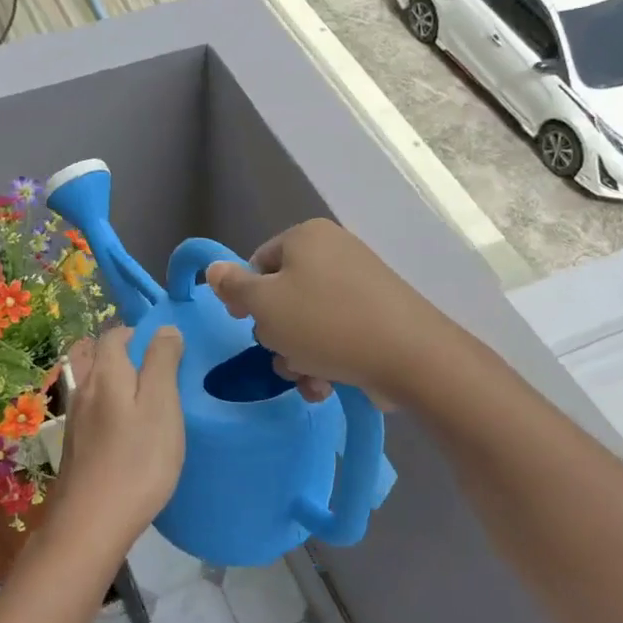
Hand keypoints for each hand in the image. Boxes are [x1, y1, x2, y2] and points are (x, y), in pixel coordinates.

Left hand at [48, 326, 185, 556]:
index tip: (168, 351)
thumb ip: (162, 362)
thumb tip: (164, 329)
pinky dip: (114, 413)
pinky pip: (96, 414)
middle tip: (164, 379)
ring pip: (99, 388)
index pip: (114, 334)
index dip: (139, 334)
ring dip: (122, 387)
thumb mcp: (161, 405)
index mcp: (105, 374)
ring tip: (152, 406)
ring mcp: (76, 421)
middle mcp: (84, 390)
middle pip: (102, 359)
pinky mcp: (77, 448)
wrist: (91, 524)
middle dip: (130, 359)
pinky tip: (132, 436)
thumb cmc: (137, 460)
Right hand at [204, 219, 438, 404]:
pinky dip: (326, 359)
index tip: (244, 324)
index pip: (258, 263)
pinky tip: (327, 385)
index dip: (245, 297)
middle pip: (283, 296)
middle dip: (277, 334)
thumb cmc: (325, 323)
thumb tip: (213, 268)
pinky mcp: (378, 316)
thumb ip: (233, 287)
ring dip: (298, 355)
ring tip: (309, 376)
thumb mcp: (265, 305)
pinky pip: (336, 334)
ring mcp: (360, 285)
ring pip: (308, 322)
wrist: (410, 356)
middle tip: (284, 353)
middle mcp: (335, 252)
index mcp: (307, 237)